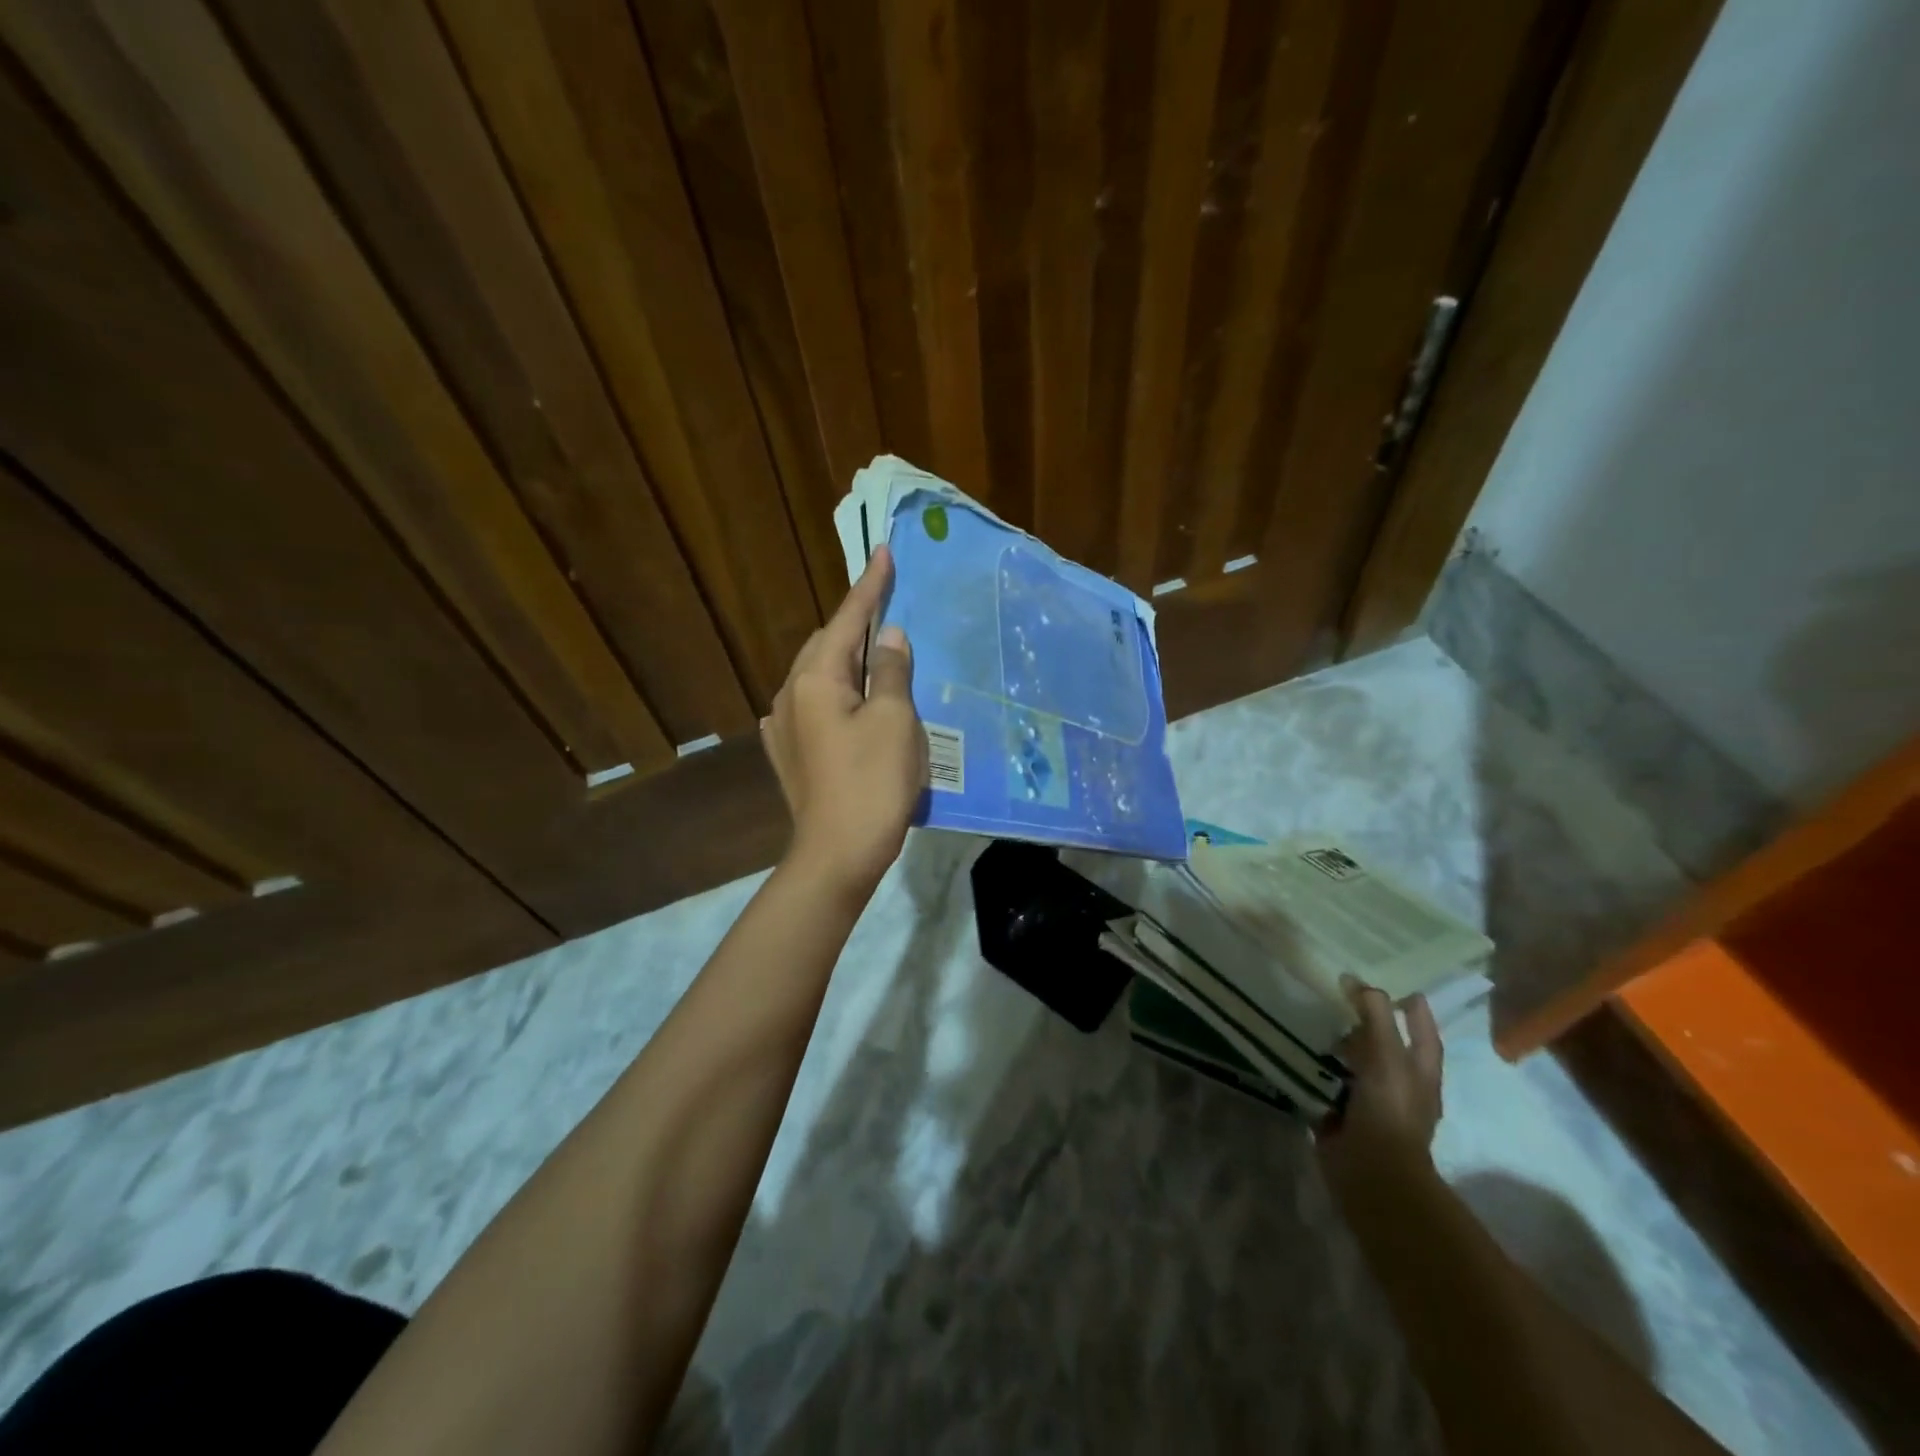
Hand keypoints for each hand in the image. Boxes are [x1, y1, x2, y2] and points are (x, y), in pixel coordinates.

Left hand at [761, 545, 925, 894]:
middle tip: (889, 611)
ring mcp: (785, 727)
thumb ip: (891, 671)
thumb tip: (888, 636)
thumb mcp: (894, 720)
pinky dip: (839, 694)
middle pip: (827, 645)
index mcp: (815, 679)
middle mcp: (791, 695)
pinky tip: (853, 704)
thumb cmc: (872, 783)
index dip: (869, 586)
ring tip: (878, 659)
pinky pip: (816, 707)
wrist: (838, 854)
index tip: (882, 551)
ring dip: (848, 662)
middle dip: (856, 625)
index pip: (846, 620)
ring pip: (820, 677)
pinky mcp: (791, 754)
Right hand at [1317, 978, 1443, 1196]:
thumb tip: (1356, 981)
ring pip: (1356, 1064)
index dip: (1415, 1011)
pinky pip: (1329, 1082)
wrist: (1371, 1170)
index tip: (1401, 987)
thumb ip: (1375, 1016)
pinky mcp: (1342, 1115)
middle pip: (1387, 1046)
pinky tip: (1299, 1049)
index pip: (1423, 1034)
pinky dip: (1318, 1067)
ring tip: (1316, 1016)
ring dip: (1340, 1044)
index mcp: (1419, 1074)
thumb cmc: (1389, 1109)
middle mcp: (1399, 1086)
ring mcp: (1370, 1102)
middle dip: (1370, 1024)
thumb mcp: (1386, 1055)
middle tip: (1344, 995)